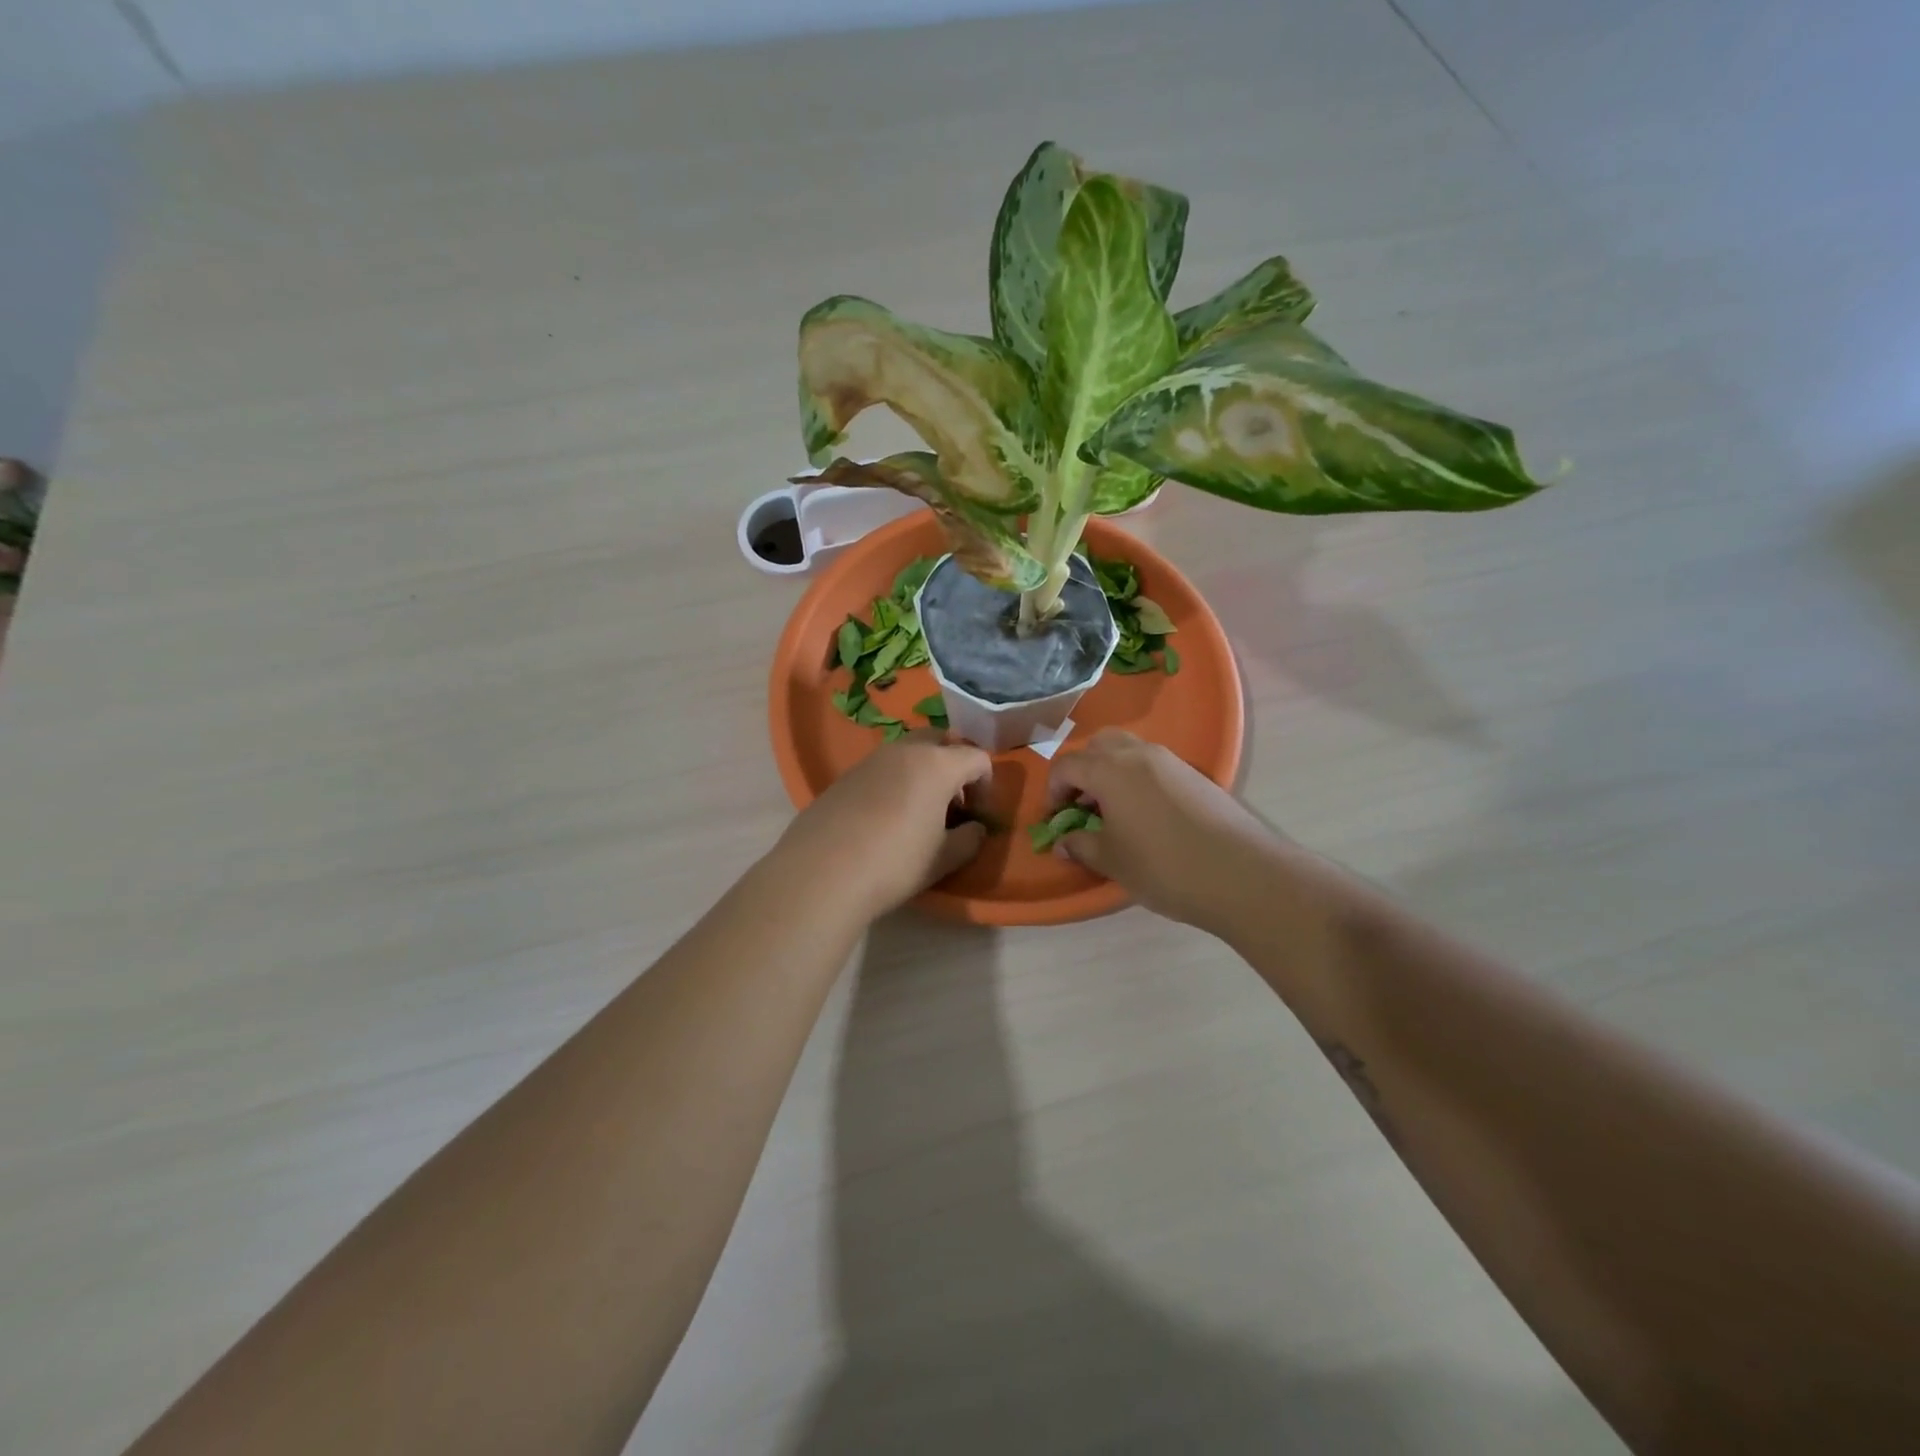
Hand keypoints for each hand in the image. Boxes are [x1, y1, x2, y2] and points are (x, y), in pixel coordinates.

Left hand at [777, 731, 993, 919]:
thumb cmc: (895, 863)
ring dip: (923, 772)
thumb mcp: (943, 859)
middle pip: (940, 741)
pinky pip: (882, 768)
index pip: (977, 757)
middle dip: (953, 765)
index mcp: (937, 764)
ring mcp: (871, 759)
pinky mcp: (845, 775)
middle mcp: (905, 751)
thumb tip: (976, 829)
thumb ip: (969, 839)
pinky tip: (885, 818)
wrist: (822, 872)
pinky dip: (895, 782)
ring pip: (908, 752)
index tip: (979, 813)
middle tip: (952, 802)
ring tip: (919, 812)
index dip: (986, 783)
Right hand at [1047, 728, 1279, 929]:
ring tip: (1114, 812)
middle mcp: (1138, 754)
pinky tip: (1146, 816)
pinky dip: (1138, 779)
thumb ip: (1081, 845)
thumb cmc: (1163, 865)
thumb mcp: (1112, 860)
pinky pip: (1154, 765)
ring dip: (1112, 772)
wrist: (1239, 873)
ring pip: (1129, 751)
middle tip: (1083, 805)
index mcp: (1110, 769)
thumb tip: (1063, 842)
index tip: (1056, 818)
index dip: (1053, 790)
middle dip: (1083, 771)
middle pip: (1099, 746)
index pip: (1067, 765)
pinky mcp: (1195, 775)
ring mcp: (1171, 761)